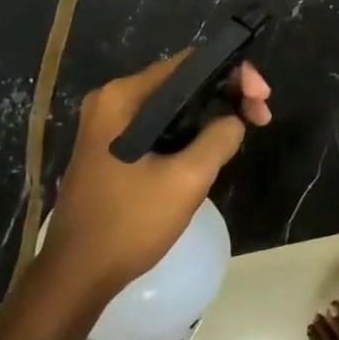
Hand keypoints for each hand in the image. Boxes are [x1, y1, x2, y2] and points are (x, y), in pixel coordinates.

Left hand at [39, 54, 270, 298]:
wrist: (76, 276)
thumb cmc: (129, 224)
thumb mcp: (187, 179)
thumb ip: (220, 137)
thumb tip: (235, 119)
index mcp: (124, 97)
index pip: (191, 63)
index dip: (234, 74)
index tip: (262, 99)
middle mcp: (114, 101)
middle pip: (184, 81)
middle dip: (227, 94)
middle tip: (260, 118)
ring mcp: (110, 125)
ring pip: (175, 105)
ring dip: (212, 114)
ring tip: (243, 133)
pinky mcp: (113, 147)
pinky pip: (162, 125)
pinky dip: (191, 131)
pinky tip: (213, 148)